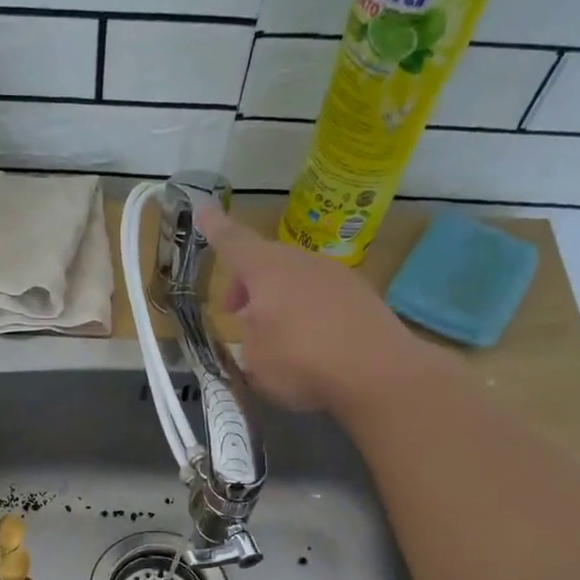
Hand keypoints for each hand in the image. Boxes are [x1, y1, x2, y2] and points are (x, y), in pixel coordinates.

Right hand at [198, 205, 411, 414]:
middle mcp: (301, 263)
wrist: (376, 371)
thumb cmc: (300, 361)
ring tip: (274, 335)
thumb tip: (256, 326)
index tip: (203, 209)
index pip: (234, 243)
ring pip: (295, 279)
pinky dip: (307, 313)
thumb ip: (248, 336)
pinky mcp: (361, 296)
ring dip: (278, 300)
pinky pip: (321, 297)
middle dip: (247, 285)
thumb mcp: (254, 359)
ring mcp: (336, 276)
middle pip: (266, 263)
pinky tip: (310, 343)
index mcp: (267, 271)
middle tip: (235, 313)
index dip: (215, 229)